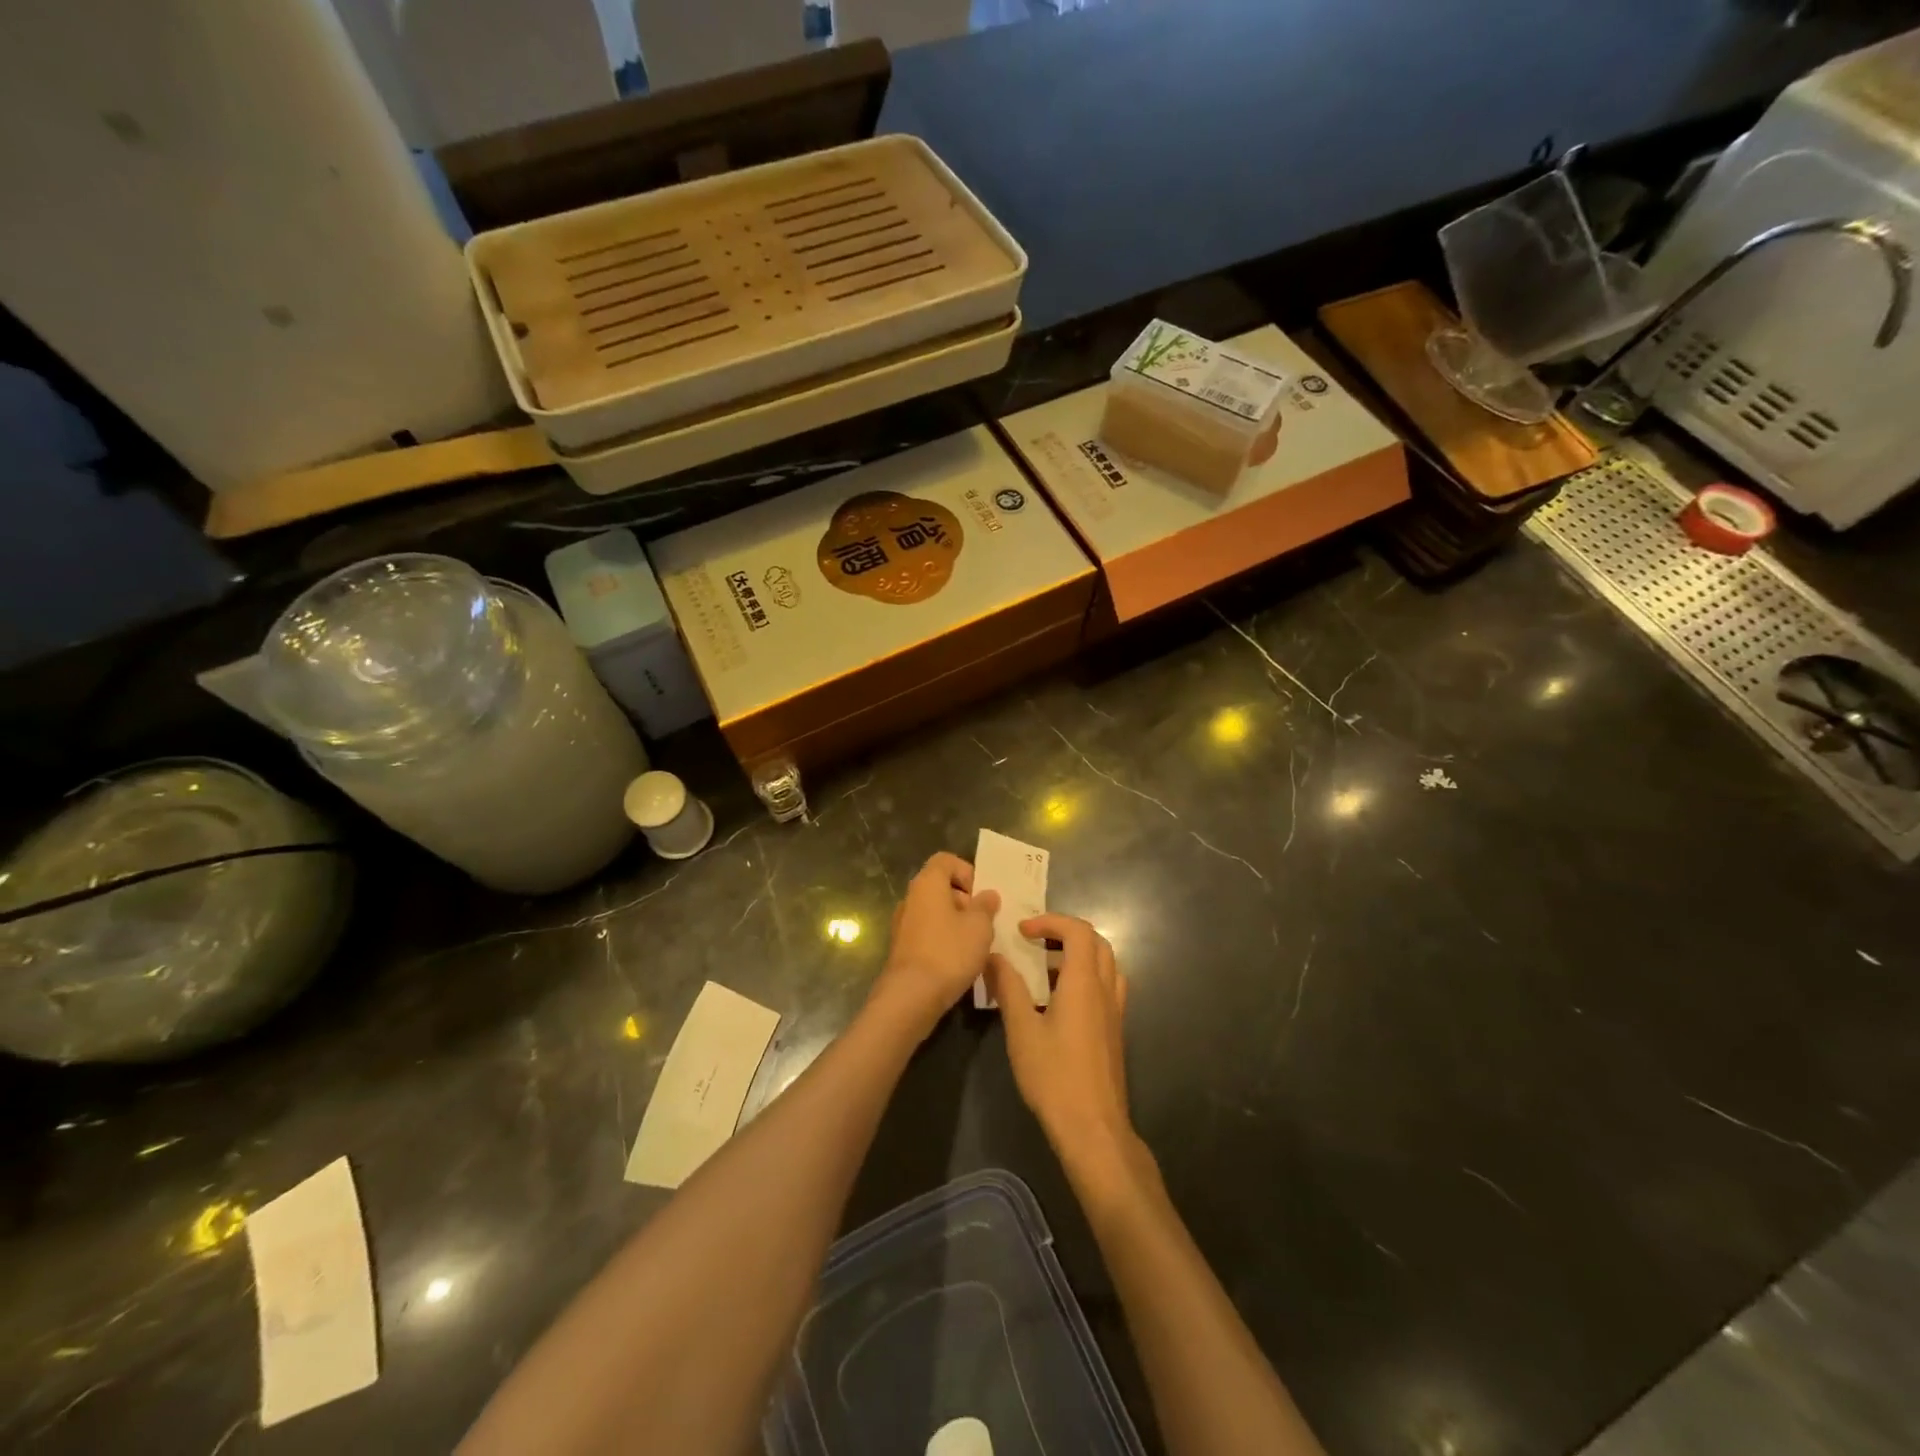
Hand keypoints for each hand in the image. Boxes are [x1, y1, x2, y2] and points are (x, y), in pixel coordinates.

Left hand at [868, 852, 999, 1040]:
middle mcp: (911, 898)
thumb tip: (987, 895)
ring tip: (976, 943)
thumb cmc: (949, 951)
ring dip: (956, 922)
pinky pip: (928, 932)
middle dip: (965, 900)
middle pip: (940, 886)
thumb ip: (985, 906)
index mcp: (927, 884)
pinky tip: (959, 960)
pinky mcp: (902, 947)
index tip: (981, 895)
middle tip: (984, 921)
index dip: (966, 871)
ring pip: (935, 912)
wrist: (911, 995)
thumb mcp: (979, 926)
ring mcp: (903, 923)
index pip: (945, 860)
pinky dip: (944, 939)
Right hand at [988, 914, 1140, 1181]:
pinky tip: (1062, 1001)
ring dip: (1080, 954)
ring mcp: (1115, 1012)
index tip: (1022, 931)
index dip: (1051, 921)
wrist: (1093, 1127)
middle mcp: (1105, 990)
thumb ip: (1009, 988)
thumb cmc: (1054, 1076)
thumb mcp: (1021, 1030)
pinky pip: (1107, 987)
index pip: (1078, 931)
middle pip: (1097, 942)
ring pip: (1106, 964)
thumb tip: (994, 956)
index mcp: (1084, 983)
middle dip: (1066, 932)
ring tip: (1047, 968)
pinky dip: (1087, 977)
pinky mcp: (1115, 1031)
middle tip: (1035, 941)